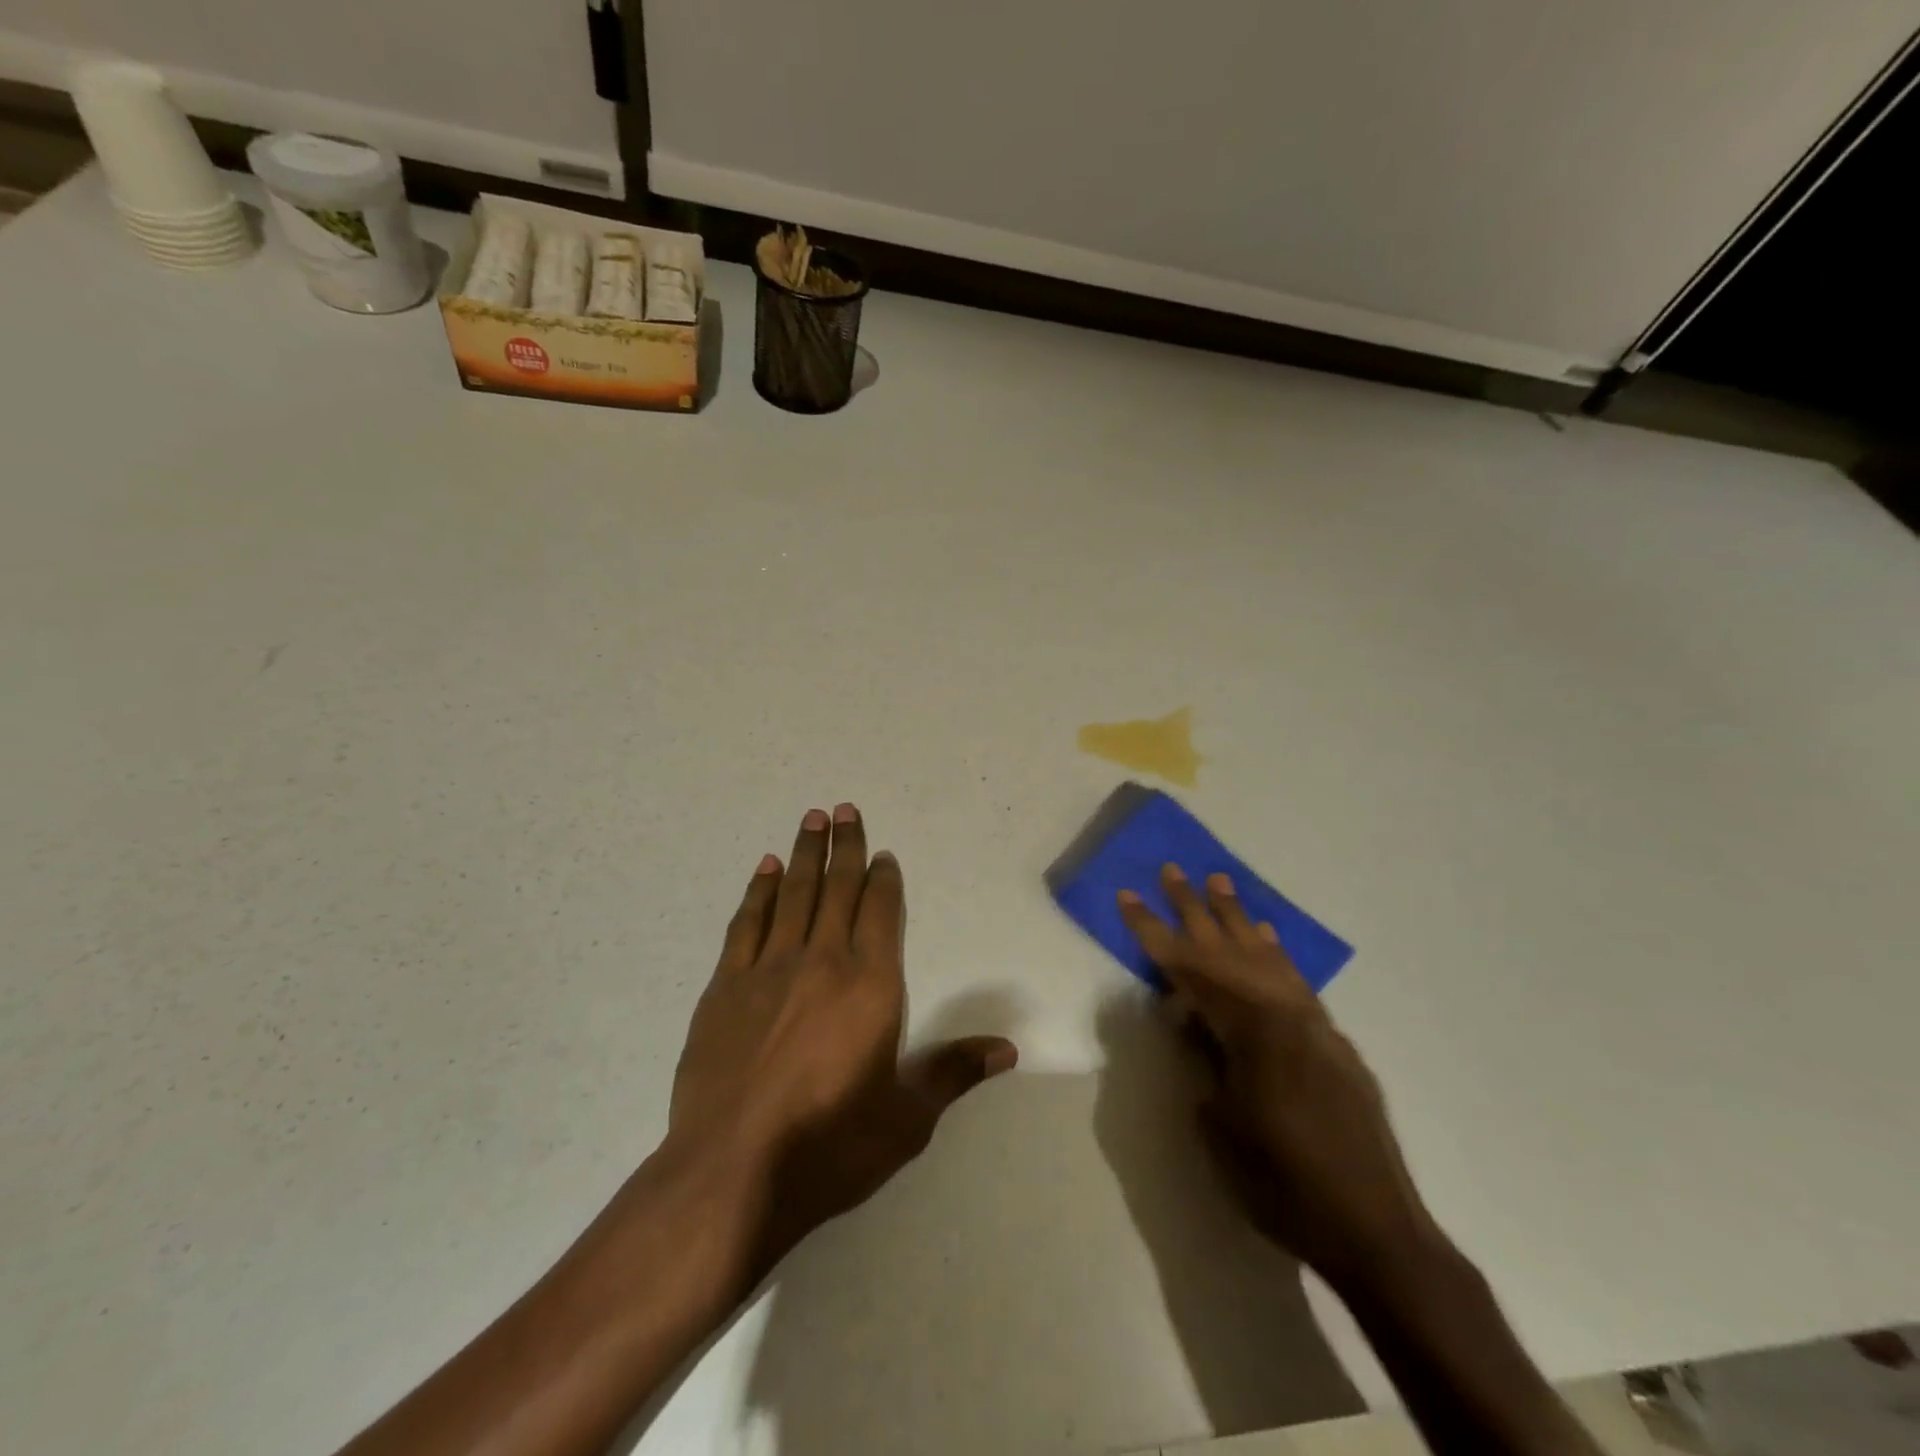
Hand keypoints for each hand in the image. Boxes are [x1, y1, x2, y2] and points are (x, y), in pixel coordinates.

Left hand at [665, 804, 1017, 1279]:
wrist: (731, 1173)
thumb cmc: (830, 1146)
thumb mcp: (907, 1119)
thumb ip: (954, 1073)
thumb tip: (1007, 1049)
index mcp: (871, 985)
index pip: (881, 913)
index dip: (884, 879)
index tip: (883, 854)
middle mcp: (823, 961)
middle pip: (838, 889)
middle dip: (845, 846)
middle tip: (844, 808)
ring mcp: (769, 969)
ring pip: (794, 894)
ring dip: (805, 854)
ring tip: (812, 819)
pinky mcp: (726, 986)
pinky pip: (747, 923)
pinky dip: (759, 890)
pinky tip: (767, 869)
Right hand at [1118, 866, 1437, 1291]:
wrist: (1376, 1231)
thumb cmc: (1283, 1184)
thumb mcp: (1220, 1125)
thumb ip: (1204, 1059)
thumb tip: (1194, 1023)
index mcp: (1250, 1028)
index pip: (1188, 968)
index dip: (1152, 931)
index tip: (1128, 895)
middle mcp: (1283, 1012)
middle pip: (1228, 948)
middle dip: (1194, 908)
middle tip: (1172, 870)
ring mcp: (1313, 1023)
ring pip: (1265, 955)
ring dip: (1237, 918)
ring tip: (1218, 882)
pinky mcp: (1331, 1040)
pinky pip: (1294, 980)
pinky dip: (1274, 952)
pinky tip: (1265, 935)